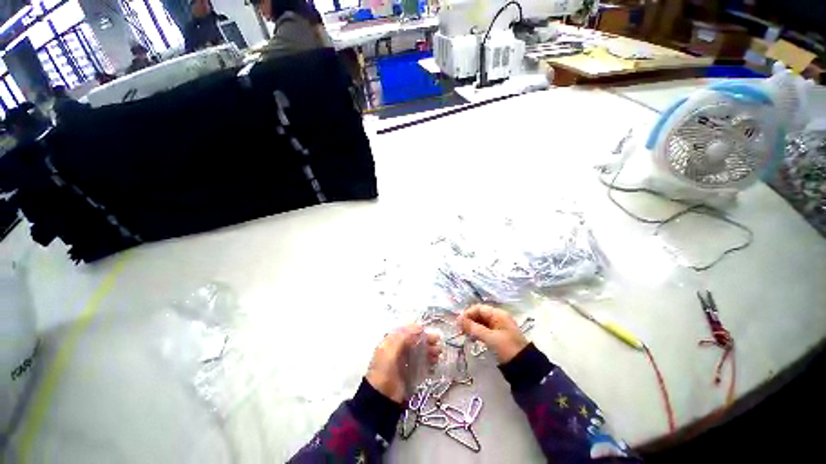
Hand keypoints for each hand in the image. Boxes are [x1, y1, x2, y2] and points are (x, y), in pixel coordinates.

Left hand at [366, 324, 440, 403]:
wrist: (382, 398)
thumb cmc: (385, 371)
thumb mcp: (390, 350)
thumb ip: (403, 336)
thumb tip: (419, 326)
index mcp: (391, 341)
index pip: (407, 331)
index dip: (418, 330)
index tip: (428, 330)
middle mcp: (398, 349)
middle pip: (415, 341)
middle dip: (426, 340)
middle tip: (438, 341)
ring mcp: (404, 361)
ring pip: (419, 351)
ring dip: (429, 350)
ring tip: (439, 352)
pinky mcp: (410, 372)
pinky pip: (421, 362)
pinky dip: (429, 360)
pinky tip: (435, 361)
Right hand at [457, 304, 528, 362]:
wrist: (525, 366)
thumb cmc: (507, 348)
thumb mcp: (489, 337)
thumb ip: (473, 328)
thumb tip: (458, 319)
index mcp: (497, 314)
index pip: (478, 308)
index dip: (468, 313)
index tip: (458, 322)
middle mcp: (498, 317)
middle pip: (479, 314)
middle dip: (469, 320)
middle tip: (460, 330)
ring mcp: (498, 326)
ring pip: (481, 322)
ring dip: (472, 326)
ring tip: (464, 334)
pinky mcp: (498, 335)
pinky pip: (484, 329)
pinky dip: (477, 332)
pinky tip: (472, 337)